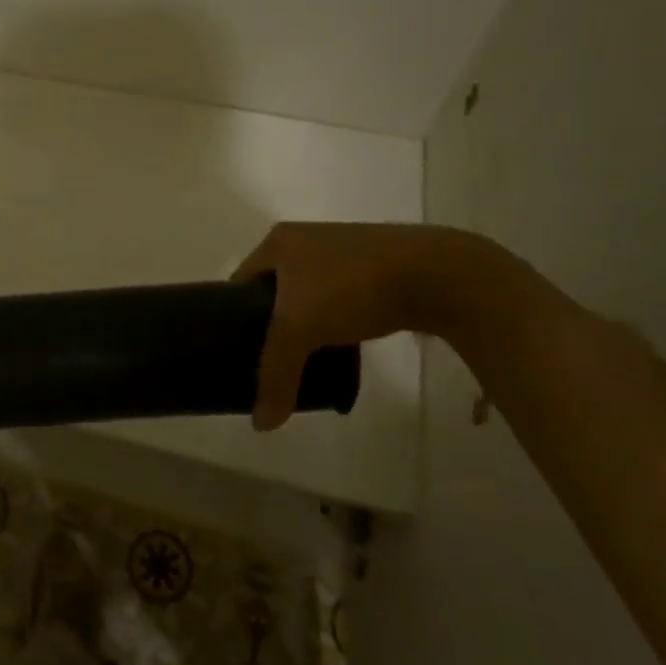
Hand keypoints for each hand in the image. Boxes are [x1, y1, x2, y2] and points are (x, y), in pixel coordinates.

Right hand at [234, 223, 472, 429]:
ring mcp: (343, 251)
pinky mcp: (375, 268)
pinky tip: (340, 347)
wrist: (434, 273)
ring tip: (303, 357)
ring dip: (305, 324)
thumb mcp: (300, 329)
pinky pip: (339, 299)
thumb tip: (261, 425)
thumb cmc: (350, 286)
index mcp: (278, 242)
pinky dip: (335, 322)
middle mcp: (305, 240)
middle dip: (270, 323)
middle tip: (268, 358)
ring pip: (308, 295)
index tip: (234, 349)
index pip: (239, 281)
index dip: (231, 315)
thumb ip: (276, 374)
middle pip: (273, 288)